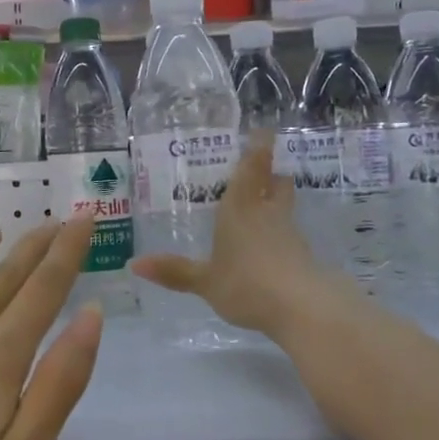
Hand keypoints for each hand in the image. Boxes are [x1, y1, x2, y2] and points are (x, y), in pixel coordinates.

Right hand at [132, 134, 345, 338]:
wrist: (301, 307)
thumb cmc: (245, 284)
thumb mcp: (205, 281)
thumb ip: (175, 271)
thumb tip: (134, 264)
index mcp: (240, 208)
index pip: (253, 168)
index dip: (258, 148)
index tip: (263, 132)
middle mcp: (267, 213)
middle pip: (276, 183)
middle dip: (271, 174)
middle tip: (262, 170)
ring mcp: (289, 233)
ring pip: (285, 207)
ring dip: (277, 203)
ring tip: (262, 209)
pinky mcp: (303, 256)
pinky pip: (289, 235)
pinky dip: (281, 234)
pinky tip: (271, 248)